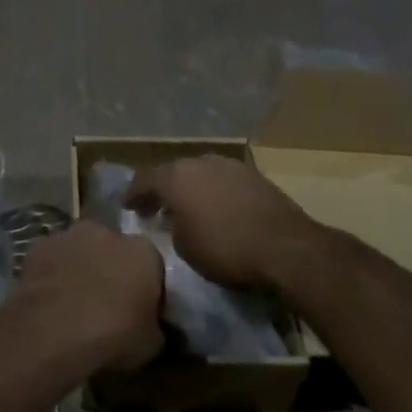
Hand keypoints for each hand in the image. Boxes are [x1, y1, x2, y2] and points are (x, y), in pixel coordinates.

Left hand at [16, 223, 163, 371]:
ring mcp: (68, 235)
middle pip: (113, 249)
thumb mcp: (150, 343)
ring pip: (80, 250)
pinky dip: (52, 273)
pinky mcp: (38, 245)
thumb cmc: (113, 334)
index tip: (139, 310)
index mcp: (142, 251)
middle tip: (105, 303)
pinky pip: (51, 259)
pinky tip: (49, 301)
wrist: (55, 329)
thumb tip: (150, 327)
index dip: (145, 287)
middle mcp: (106, 232)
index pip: (151, 264)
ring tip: (74, 304)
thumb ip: (154, 326)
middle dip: (110, 269)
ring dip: (80, 268)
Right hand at [130, 156, 314, 292]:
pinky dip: (213, 190)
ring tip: (188, 207)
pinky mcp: (253, 174)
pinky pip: (222, 179)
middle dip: (162, 189)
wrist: (285, 246)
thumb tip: (174, 220)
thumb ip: (172, 227)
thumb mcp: (185, 248)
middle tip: (156, 207)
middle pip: (172, 172)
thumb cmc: (226, 249)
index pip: (144, 180)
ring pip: (199, 173)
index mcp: (175, 177)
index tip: (126, 206)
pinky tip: (216, 207)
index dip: (133, 194)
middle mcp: (199, 162)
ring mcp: (228, 164)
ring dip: (191, 188)